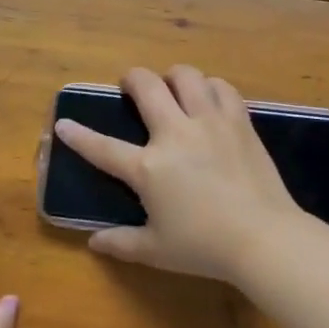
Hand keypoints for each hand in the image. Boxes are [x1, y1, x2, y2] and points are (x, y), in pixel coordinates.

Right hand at [54, 65, 303, 282]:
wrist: (264, 238)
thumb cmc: (204, 247)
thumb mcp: (156, 251)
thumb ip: (121, 243)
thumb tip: (94, 242)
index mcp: (148, 168)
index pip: (103, 147)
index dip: (78, 135)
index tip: (63, 123)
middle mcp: (176, 134)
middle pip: (147, 86)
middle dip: (132, 79)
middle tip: (130, 87)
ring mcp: (210, 123)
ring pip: (187, 76)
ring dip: (173, 77)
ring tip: (173, 90)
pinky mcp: (240, 122)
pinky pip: (222, 88)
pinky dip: (210, 87)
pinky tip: (209, 100)